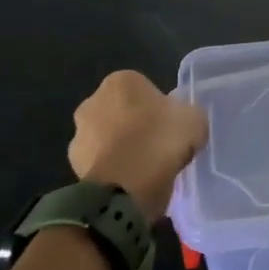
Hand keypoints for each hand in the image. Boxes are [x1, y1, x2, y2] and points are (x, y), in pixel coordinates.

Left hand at [68, 71, 207, 222]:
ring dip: (120, 149)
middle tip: (158, 147)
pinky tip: (130, 184)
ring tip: (144, 171)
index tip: (170, 127)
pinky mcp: (73, 165)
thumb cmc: (161, 141)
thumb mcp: (194, 120)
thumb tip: (182, 120)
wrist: (126, 188)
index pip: (143, 89)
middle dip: (134, 126)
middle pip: (121, 111)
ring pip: (107, 138)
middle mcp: (93, 101)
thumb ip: (187, 114)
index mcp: (121, 81)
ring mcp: (79, 134)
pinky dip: (112, 171)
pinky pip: (100, 164)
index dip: (159, 108)